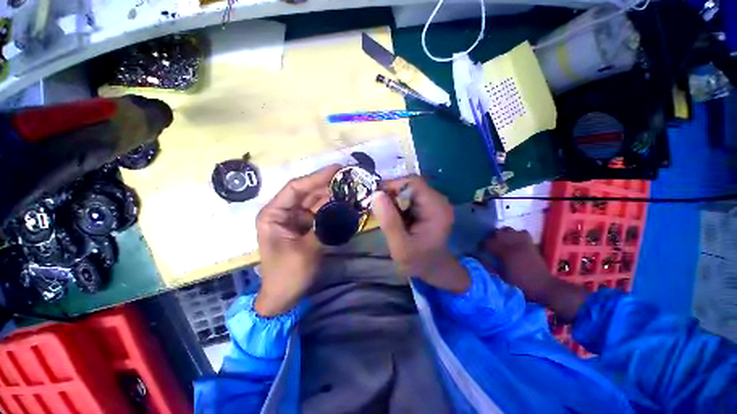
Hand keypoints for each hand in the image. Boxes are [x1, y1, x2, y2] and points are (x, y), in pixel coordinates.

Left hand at [254, 164, 340, 316]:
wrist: (283, 297)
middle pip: (308, 192)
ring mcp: (296, 219)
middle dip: (328, 185)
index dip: (317, 177)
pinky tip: (347, 204)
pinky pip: (321, 213)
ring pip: (316, 202)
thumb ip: (324, 227)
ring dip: (333, 196)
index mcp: (274, 214)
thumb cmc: (287, 275)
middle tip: (350, 177)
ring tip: (352, 188)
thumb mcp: (306, 251)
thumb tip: (343, 209)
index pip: (296, 188)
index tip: (337, 169)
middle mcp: (284, 212)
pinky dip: (333, 209)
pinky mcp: (306, 227)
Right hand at [372, 175, 469, 292]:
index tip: (377, 200)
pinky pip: (408, 197)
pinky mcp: (428, 205)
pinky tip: (395, 218)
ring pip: (407, 190)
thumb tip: (376, 193)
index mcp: (436, 208)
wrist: (433, 269)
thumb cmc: (418, 261)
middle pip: (409, 185)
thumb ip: (389, 221)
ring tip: (388, 217)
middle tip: (380, 212)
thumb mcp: (400, 246)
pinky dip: (398, 204)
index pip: (412, 182)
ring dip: (393, 201)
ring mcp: (434, 202)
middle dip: (391, 195)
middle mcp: (438, 200)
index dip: (392, 186)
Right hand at [482, 227, 587, 320]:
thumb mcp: (501, 277)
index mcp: (505, 253)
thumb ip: (489, 265)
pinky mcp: (530, 244)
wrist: (544, 287)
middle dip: (490, 237)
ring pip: (508, 229)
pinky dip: (515, 234)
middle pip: (497, 232)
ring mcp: (523, 243)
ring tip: (500, 241)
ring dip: (502, 234)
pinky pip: (521, 232)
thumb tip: (479, 258)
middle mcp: (513, 244)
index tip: (479, 249)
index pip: (488, 242)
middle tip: (488, 245)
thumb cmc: (521, 285)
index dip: (481, 245)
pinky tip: (513, 241)